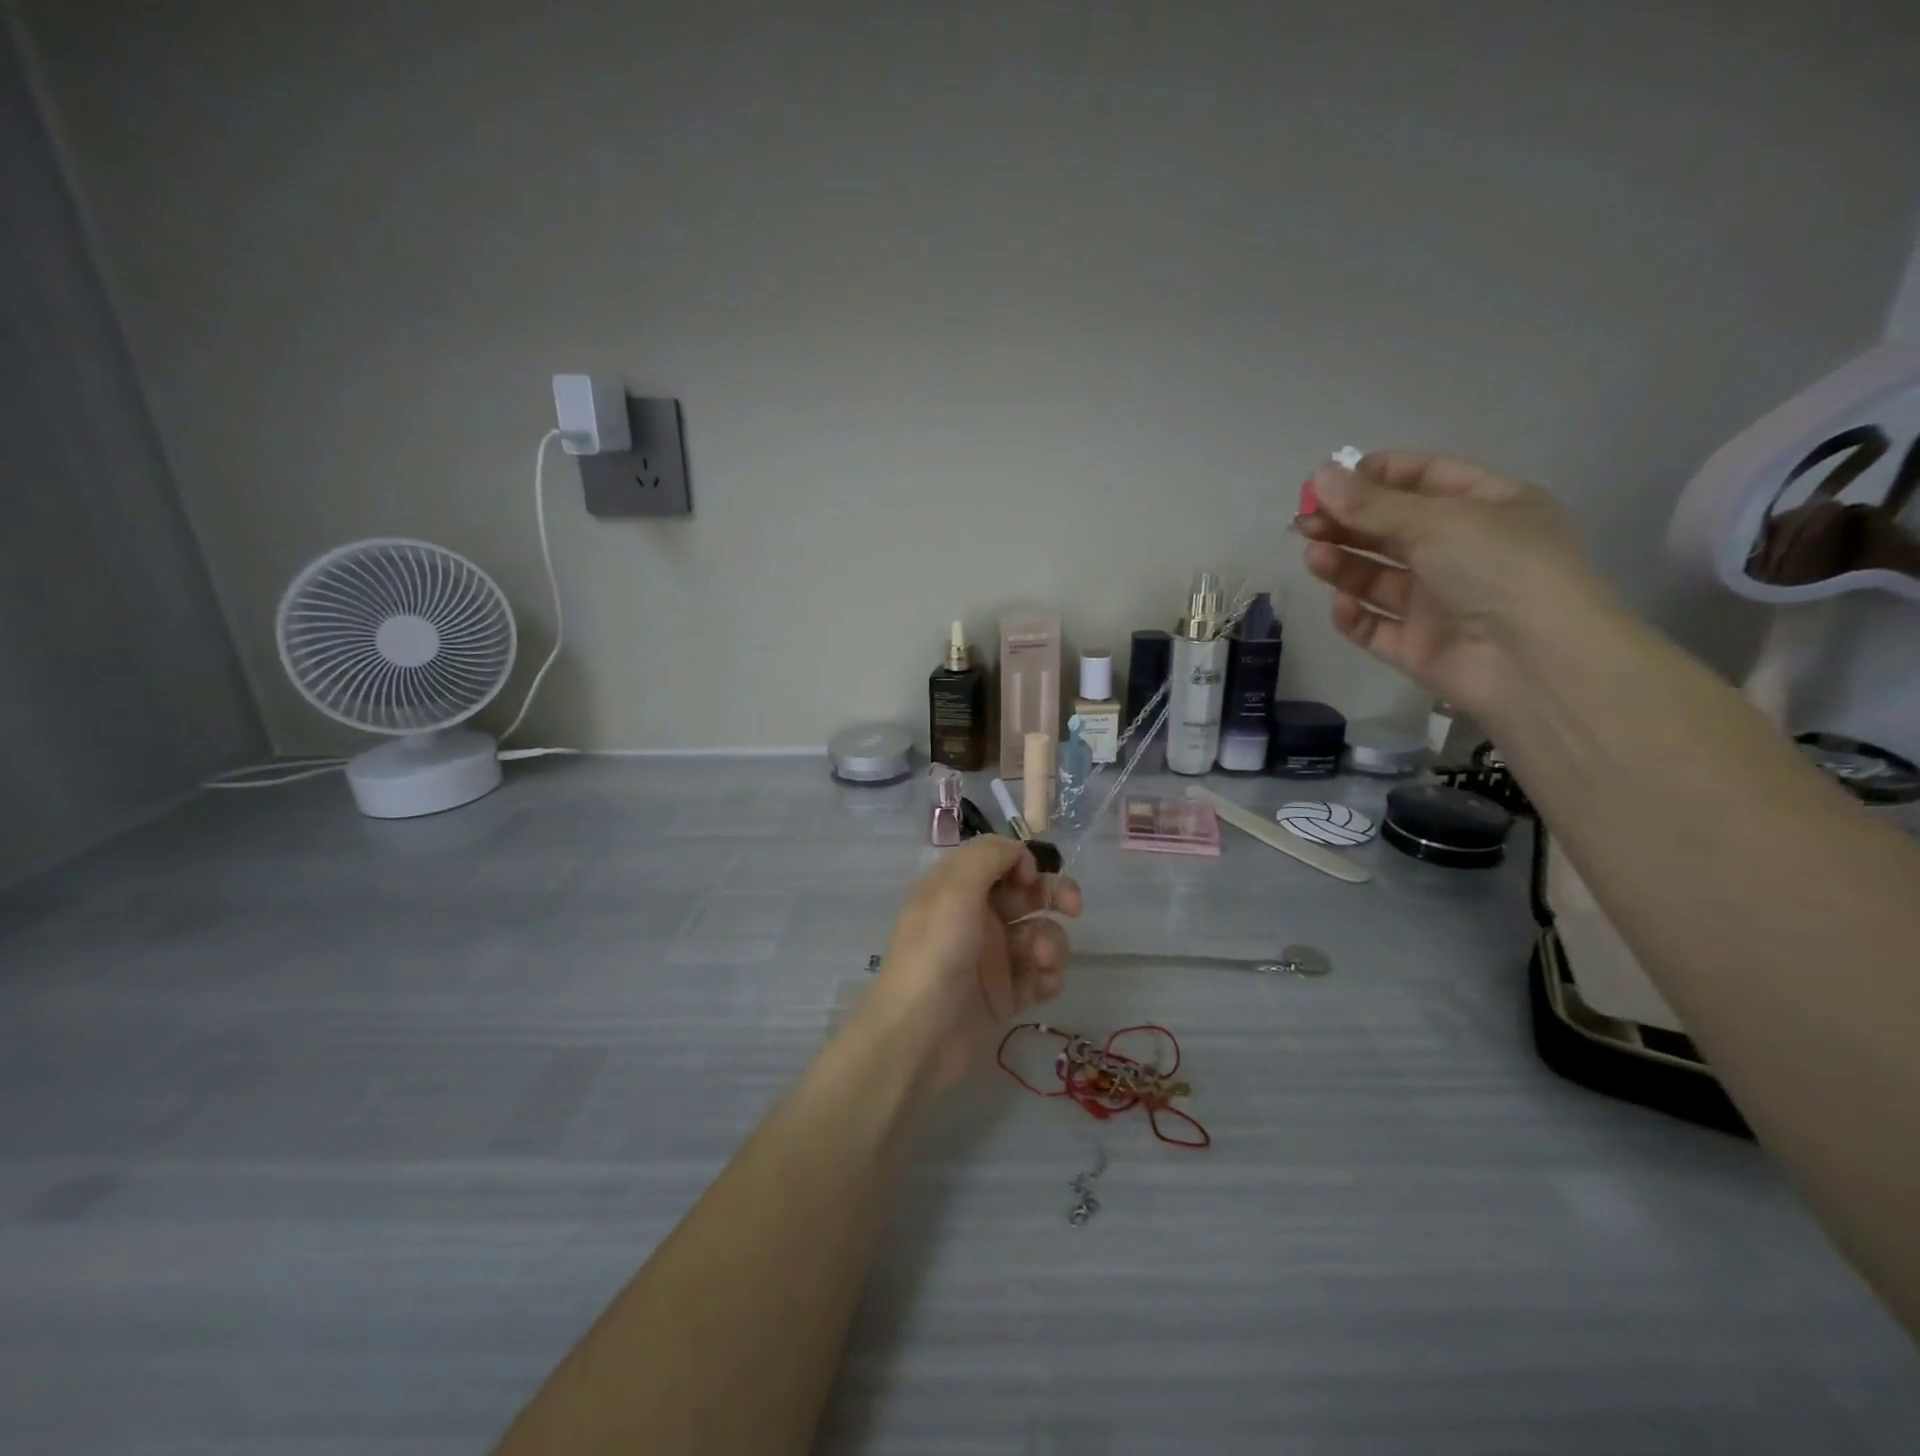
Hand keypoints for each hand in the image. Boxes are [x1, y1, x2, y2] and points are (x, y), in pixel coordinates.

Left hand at [859, 837, 1082, 1091]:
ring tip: (1042, 960)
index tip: (1032, 877)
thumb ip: (990, 855)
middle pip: (1027, 895)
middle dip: (1053, 895)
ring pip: (1039, 935)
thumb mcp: (955, 887)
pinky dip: (1049, 975)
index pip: (1000, 861)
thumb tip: (1021, 854)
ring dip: (1051, 941)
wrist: (919, 1033)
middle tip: (1072, 906)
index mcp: (957, 888)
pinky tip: (1044, 984)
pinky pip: (1039, 976)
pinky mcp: (1004, 996)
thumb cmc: (936, 951)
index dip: (1023, 863)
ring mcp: (991, 959)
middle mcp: (975, 918)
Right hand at [1298, 451, 1608, 717]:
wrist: (1534, 663)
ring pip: (1378, 577)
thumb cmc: (1498, 568)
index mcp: (1488, 507)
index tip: (1329, 481)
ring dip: (1344, 564)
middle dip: (1347, 522)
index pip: (1425, 477)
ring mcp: (1440, 602)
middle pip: (1392, 529)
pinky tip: (1342, 604)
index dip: (1376, 475)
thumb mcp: (1436, 521)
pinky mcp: (1418, 646)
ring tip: (1314, 558)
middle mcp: (1464, 552)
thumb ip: (1370, 503)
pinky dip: (1354, 615)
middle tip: (1305, 522)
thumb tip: (1318, 474)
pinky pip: (1375, 626)